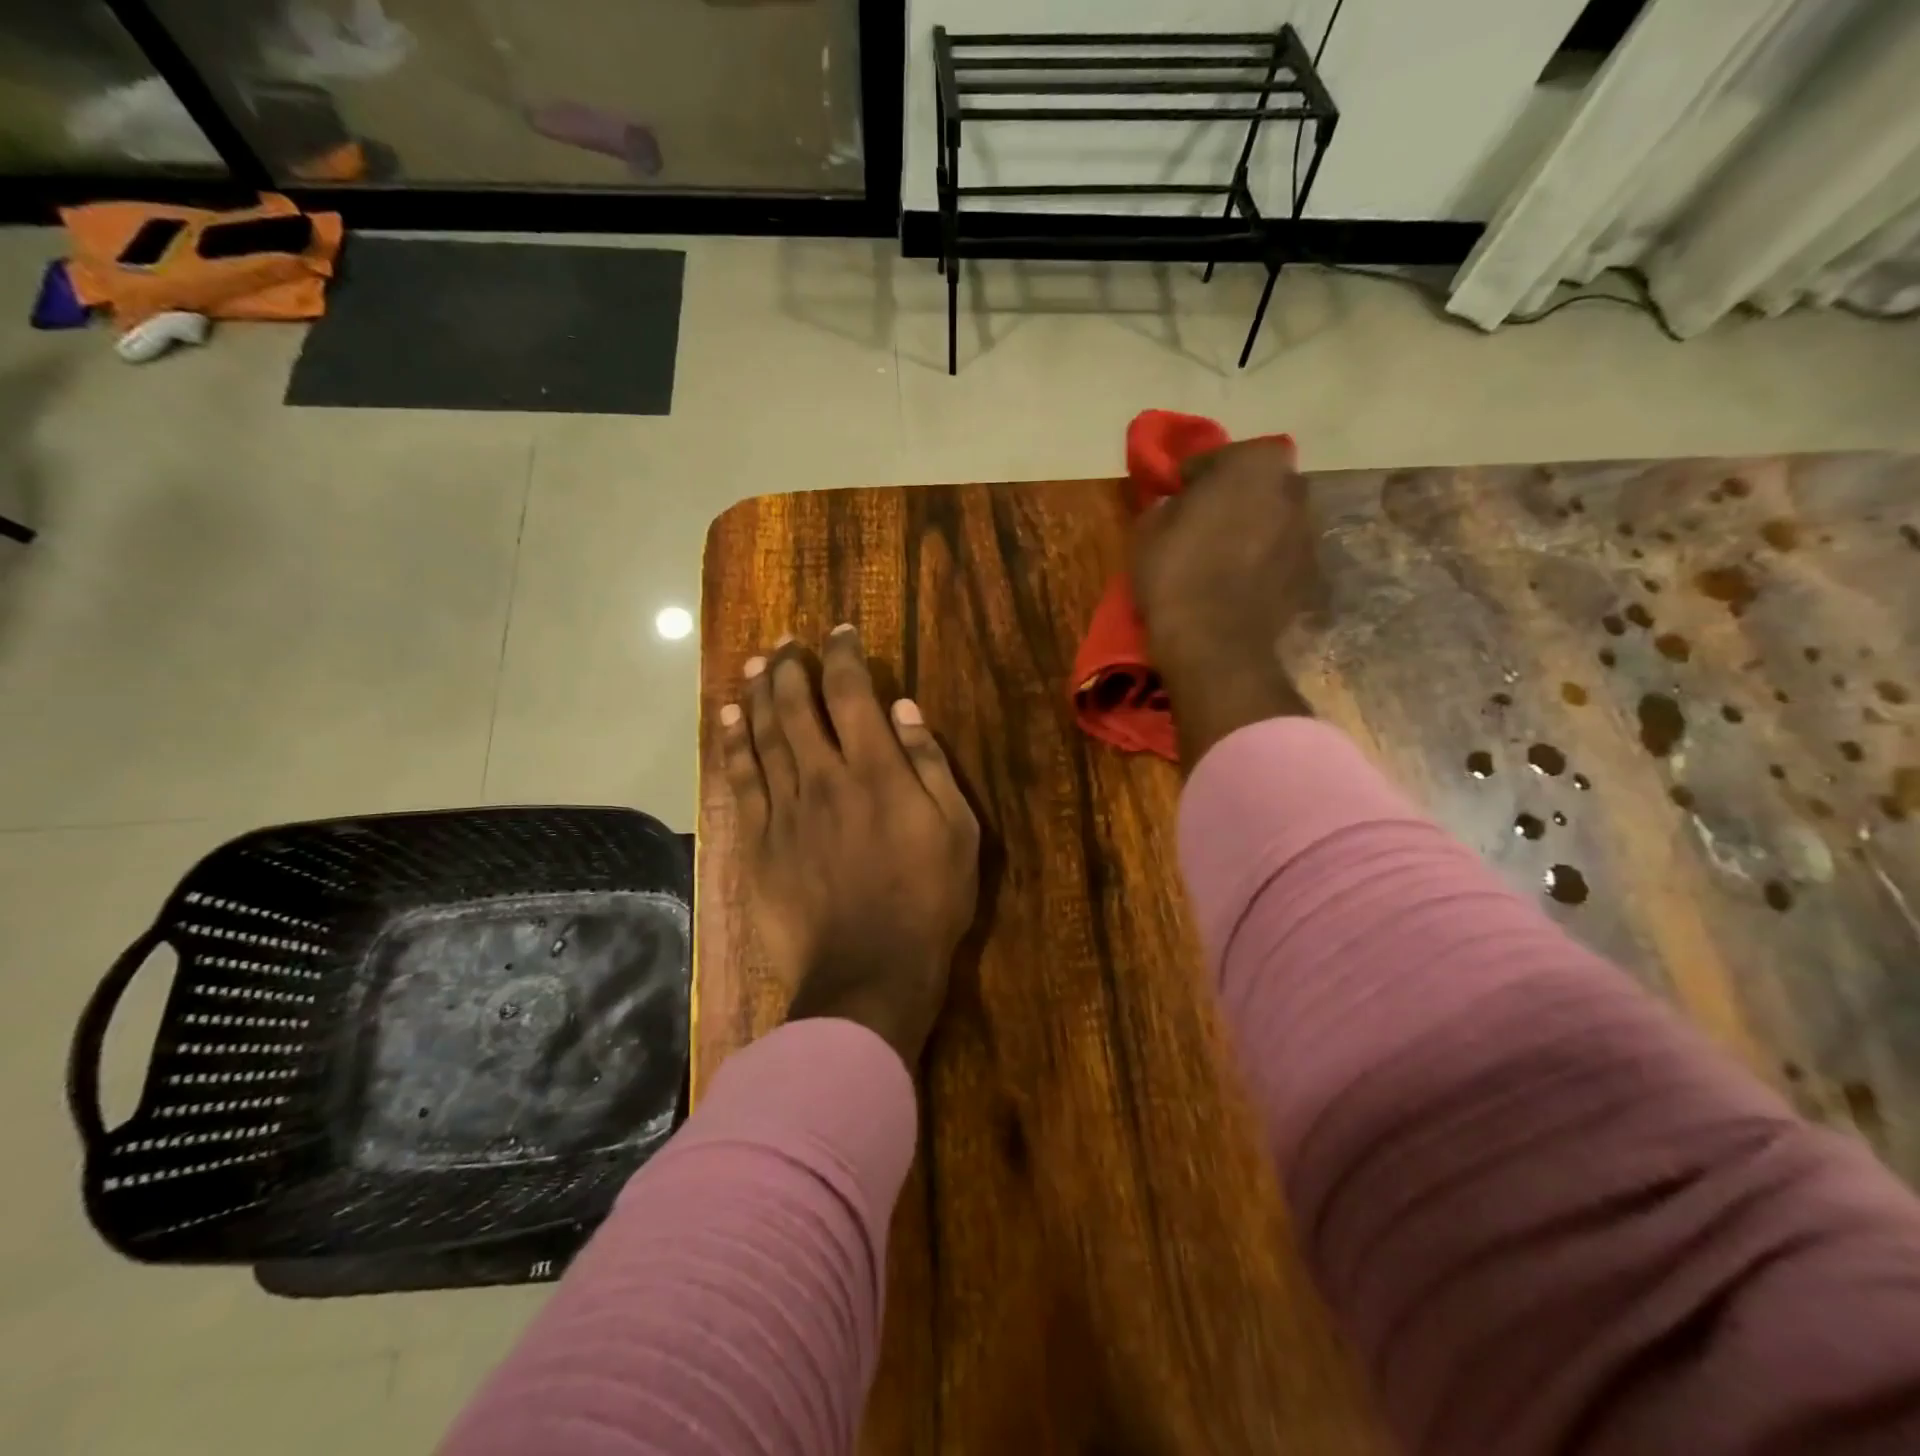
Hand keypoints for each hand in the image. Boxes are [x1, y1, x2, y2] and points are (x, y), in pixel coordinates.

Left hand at [719, 626, 980, 1066]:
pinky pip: (740, 781)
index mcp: (877, 771)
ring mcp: (785, 810)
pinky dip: (731, 744)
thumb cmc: (927, 903)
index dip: (843, 656)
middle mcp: (825, 777)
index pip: (852, 693)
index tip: (839, 633)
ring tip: (755, 665)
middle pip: (796, 707)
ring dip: (757, 695)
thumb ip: (930, 765)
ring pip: (763, 736)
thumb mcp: (957, 832)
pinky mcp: (757, 842)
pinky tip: (727, 719)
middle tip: (787, 644)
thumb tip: (904, 709)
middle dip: (790, 667)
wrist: (867, 974)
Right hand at [1132, 438, 1318, 767]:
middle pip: (1256, 485)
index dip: (1194, 477)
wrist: (1215, 643)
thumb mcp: (1148, 529)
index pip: (1219, 458)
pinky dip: (1262, 563)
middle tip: (1202, 523)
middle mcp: (1293, 490)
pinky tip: (1236, 584)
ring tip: (1219, 558)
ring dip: (1250, 531)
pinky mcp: (1310, 576)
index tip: (1176, 497)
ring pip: (1272, 521)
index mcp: (1256, 464)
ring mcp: (1308, 535)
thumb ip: (1167, 504)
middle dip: (1233, 498)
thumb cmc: (1176, 573)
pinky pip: (1279, 557)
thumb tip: (1176, 506)